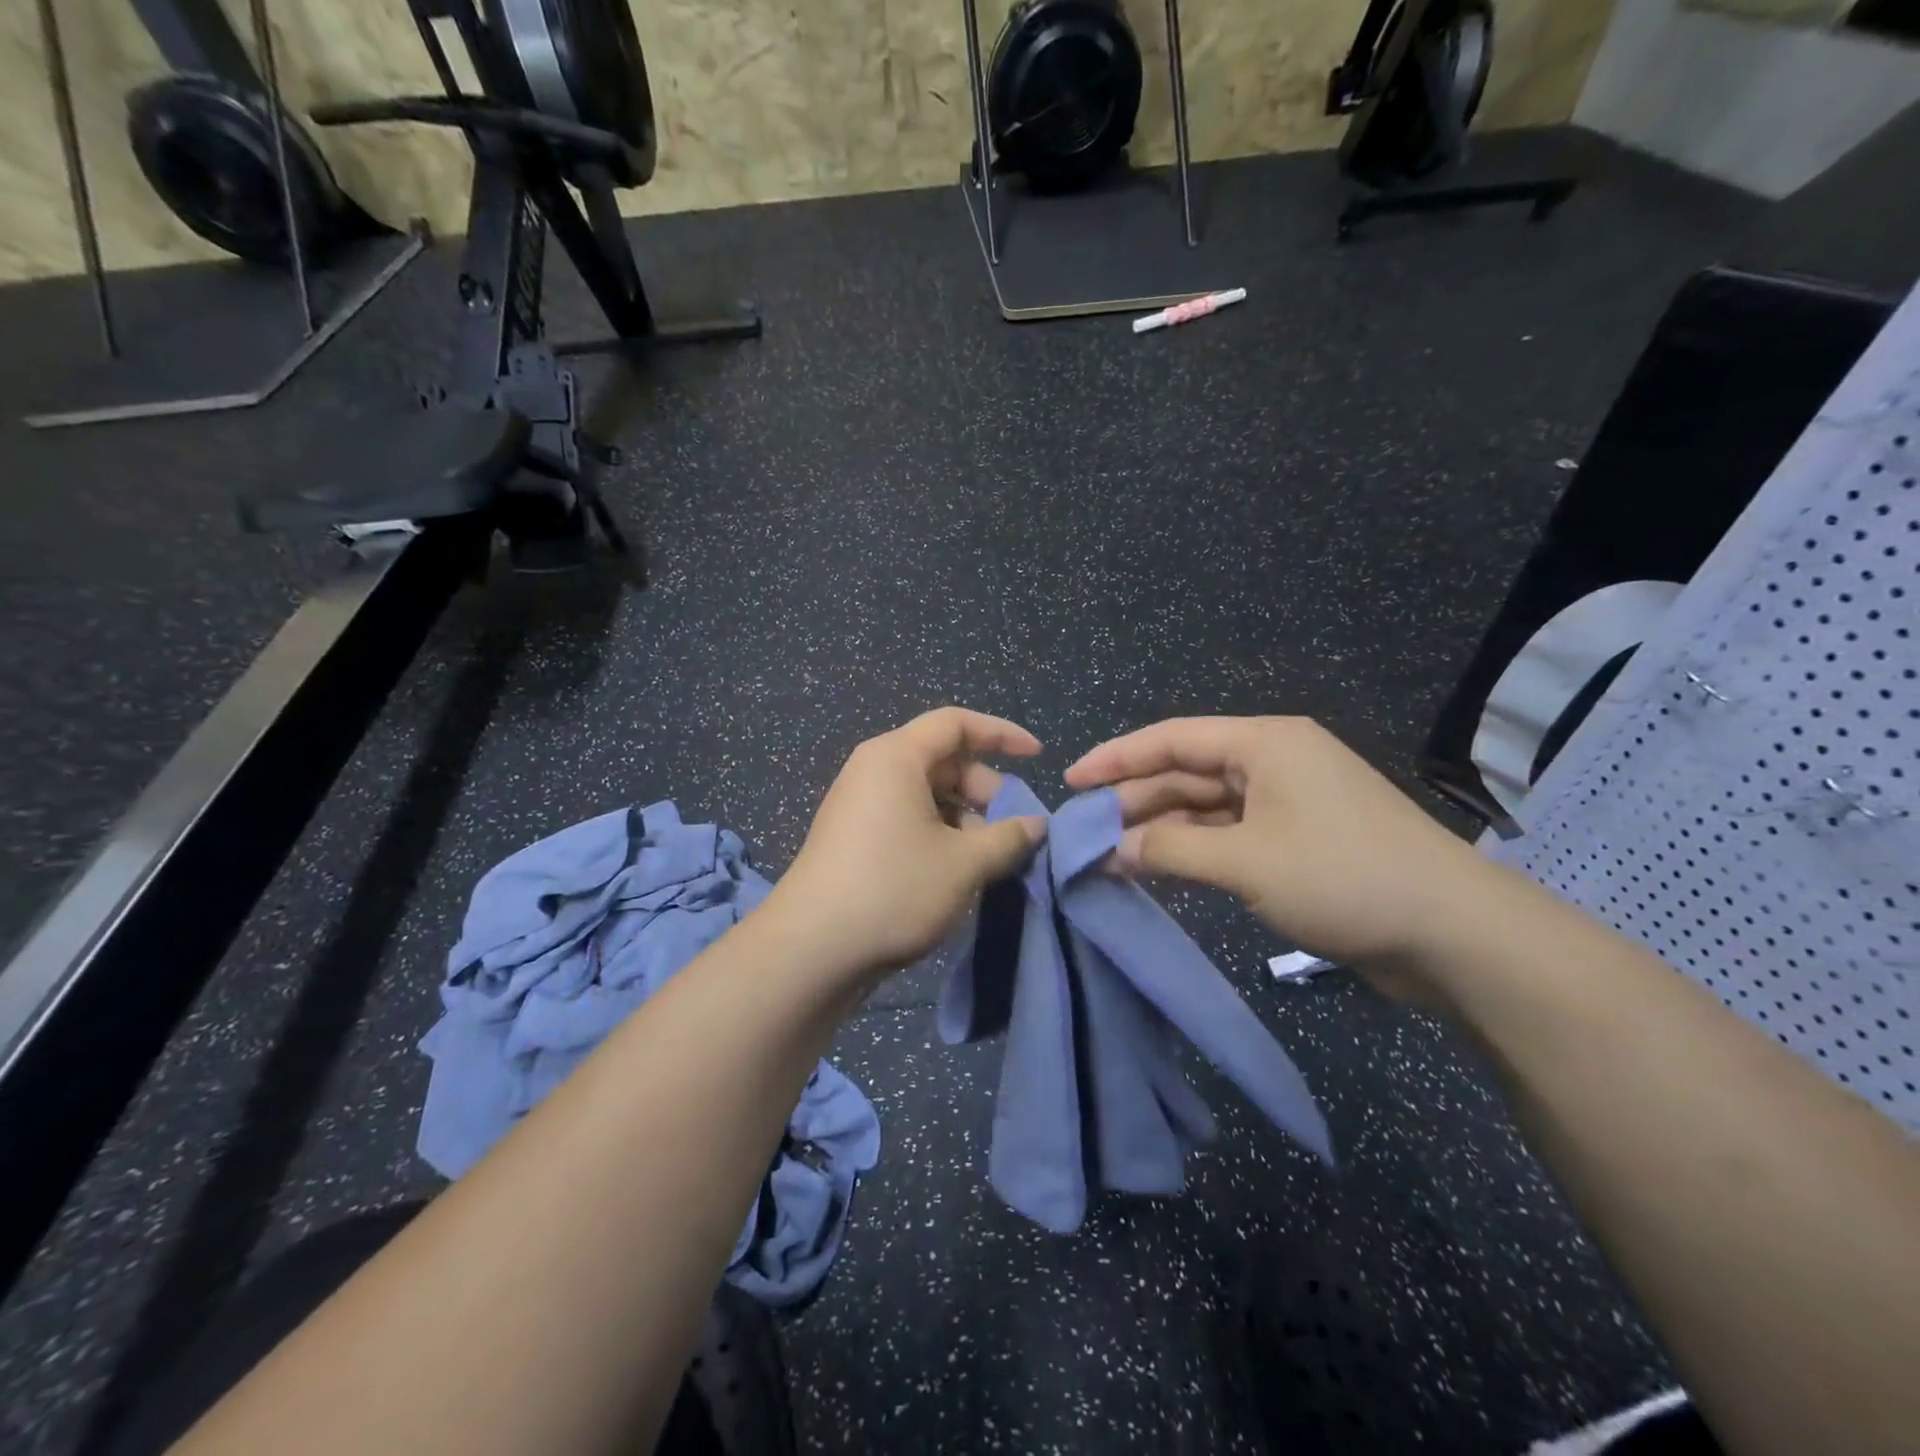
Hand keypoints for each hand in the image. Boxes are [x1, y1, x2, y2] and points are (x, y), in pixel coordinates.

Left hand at [773, 708, 1047, 988]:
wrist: (811, 949)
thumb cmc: (894, 889)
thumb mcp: (964, 864)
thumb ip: (1008, 837)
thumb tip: (1037, 825)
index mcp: (896, 757)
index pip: (956, 723)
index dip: (1001, 734)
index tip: (1037, 756)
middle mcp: (873, 770)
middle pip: (943, 759)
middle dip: (985, 789)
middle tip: (1011, 828)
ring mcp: (859, 804)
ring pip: (926, 793)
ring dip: (964, 818)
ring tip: (987, 859)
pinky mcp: (853, 837)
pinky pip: (906, 817)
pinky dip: (938, 833)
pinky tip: (955, 871)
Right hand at [1066, 717, 1496, 978]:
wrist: (1453, 934)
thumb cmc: (1342, 876)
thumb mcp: (1244, 861)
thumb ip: (1169, 849)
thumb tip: (1111, 849)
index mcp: (1264, 742)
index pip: (1172, 738)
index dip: (1115, 758)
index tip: (1071, 781)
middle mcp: (1273, 761)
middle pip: (1186, 772)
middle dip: (1135, 801)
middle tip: (1084, 832)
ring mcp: (1287, 801)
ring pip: (1205, 806)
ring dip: (1161, 830)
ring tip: (1111, 856)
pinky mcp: (1298, 840)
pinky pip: (1229, 834)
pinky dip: (1193, 850)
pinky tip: (1159, 869)